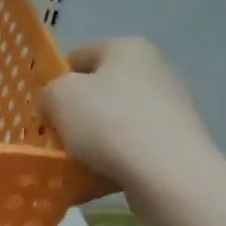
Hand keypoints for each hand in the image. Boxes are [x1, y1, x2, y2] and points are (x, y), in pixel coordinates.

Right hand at [42, 37, 222, 201]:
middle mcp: (156, 69)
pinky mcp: (180, 142)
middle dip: (78, 114)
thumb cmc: (107, 122)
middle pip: (101, 90)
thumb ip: (49, 92)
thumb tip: (56, 103)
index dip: (57, 81)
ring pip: (118, 121)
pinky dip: (119, 159)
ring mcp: (173, 107)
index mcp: (127, 48)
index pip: (80, 57)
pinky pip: (136, 147)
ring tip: (79, 164)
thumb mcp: (58, 97)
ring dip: (97, 140)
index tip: (46, 109)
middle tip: (59, 138)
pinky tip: (103, 177)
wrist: (166, 172)